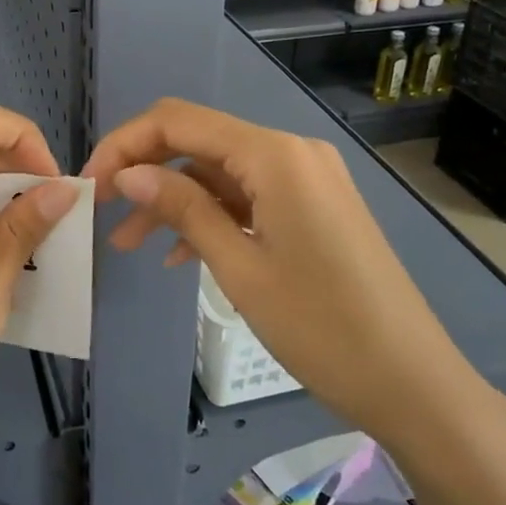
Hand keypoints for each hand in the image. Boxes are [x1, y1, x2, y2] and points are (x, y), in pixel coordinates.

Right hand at [82, 98, 496, 458]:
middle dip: (146, 171)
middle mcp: (292, 152)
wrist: (414, 384)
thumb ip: (183, 209)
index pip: (178, 120)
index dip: (126, 144)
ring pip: (220, 172)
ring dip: (174, 200)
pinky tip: (181, 255)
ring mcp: (307, 179)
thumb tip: (128, 173)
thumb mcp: (239, 268)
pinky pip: (248, 196)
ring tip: (129, 244)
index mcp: (275, 155)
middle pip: (198, 141)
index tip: (91, 184)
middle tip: (104, 214)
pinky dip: (211, 215)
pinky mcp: (314, 206)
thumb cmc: (323, 328)